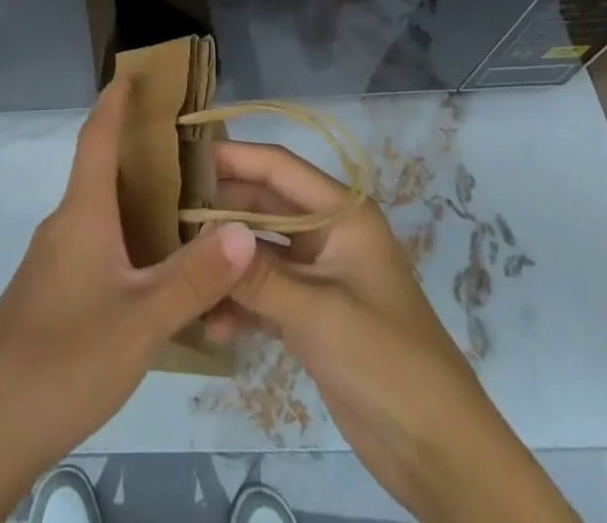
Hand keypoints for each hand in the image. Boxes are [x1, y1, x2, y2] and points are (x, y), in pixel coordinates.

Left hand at [0, 80, 256, 522]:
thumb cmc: (65, 359)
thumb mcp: (141, 321)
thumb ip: (194, 277)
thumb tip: (245, 230)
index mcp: (81, 213)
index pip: (96, 137)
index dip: (114, 102)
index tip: (133, 72)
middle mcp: (64, 225)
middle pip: (102, 171)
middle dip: (141, 151)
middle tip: (191, 147)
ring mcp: (53, 261)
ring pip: (101, 213)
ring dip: (138, 201)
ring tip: (186, 206)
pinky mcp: (51, 293)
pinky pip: (96, 246)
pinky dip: (127, 239)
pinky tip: (155, 270)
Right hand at [211, 141, 576, 522]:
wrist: (441, 454)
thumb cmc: (387, 362)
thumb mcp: (318, 314)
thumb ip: (257, 275)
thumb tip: (200, 238)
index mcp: (342, 214)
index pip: (278, 167)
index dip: (233, 155)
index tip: (183, 153)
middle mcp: (327, 234)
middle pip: (263, 206)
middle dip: (220, 211)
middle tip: (165, 213)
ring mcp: (318, 276)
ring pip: (259, 251)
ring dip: (226, 263)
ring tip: (178, 268)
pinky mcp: (310, 315)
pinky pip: (264, 293)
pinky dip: (239, 304)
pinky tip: (209, 325)